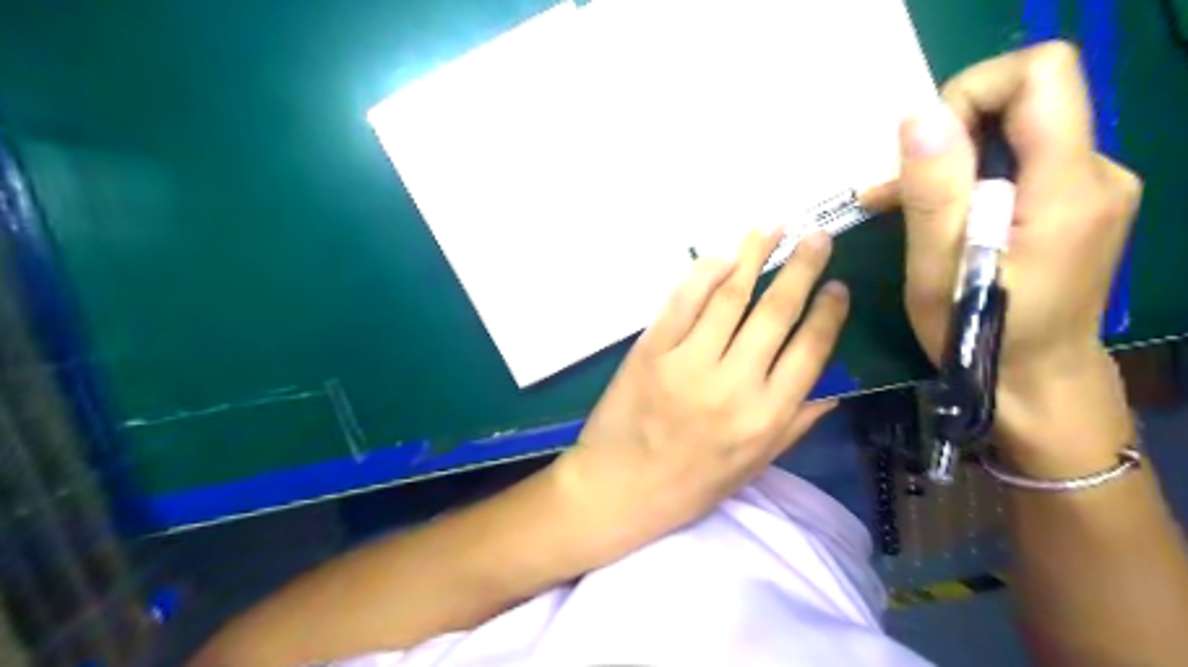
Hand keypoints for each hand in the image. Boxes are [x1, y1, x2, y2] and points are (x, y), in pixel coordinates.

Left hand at [553, 229, 848, 555]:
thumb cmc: (690, 485)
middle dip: (802, 268)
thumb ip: (795, 425)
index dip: (827, 313)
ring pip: (730, 297)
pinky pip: (682, 301)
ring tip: (774, 226)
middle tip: (818, 236)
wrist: (619, 488)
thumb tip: (833, 390)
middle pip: (775, 313)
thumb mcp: (753, 467)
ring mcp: (688, 363)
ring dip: (755, 255)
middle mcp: (733, 384)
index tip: (838, 286)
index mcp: (765, 417)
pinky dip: (704, 273)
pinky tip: (722, 256)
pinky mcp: (651, 350)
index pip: (810, 351)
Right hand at [901, 42, 1140, 477]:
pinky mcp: (1080, 203)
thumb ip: (935, 190)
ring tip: (901, 204)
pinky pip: (1025, 162)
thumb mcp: (939, 269)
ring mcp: (1095, 187)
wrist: (1036, 380)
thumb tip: (921, 115)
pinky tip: (940, 213)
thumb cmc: (980, 334)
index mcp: (1067, 185)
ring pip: (1020, 132)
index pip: (1041, 74)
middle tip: (902, 188)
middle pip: (1029, 99)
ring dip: (955, 160)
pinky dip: (975, 178)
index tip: (927, 150)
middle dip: (953, 133)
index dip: (973, 92)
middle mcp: (1098, 172)